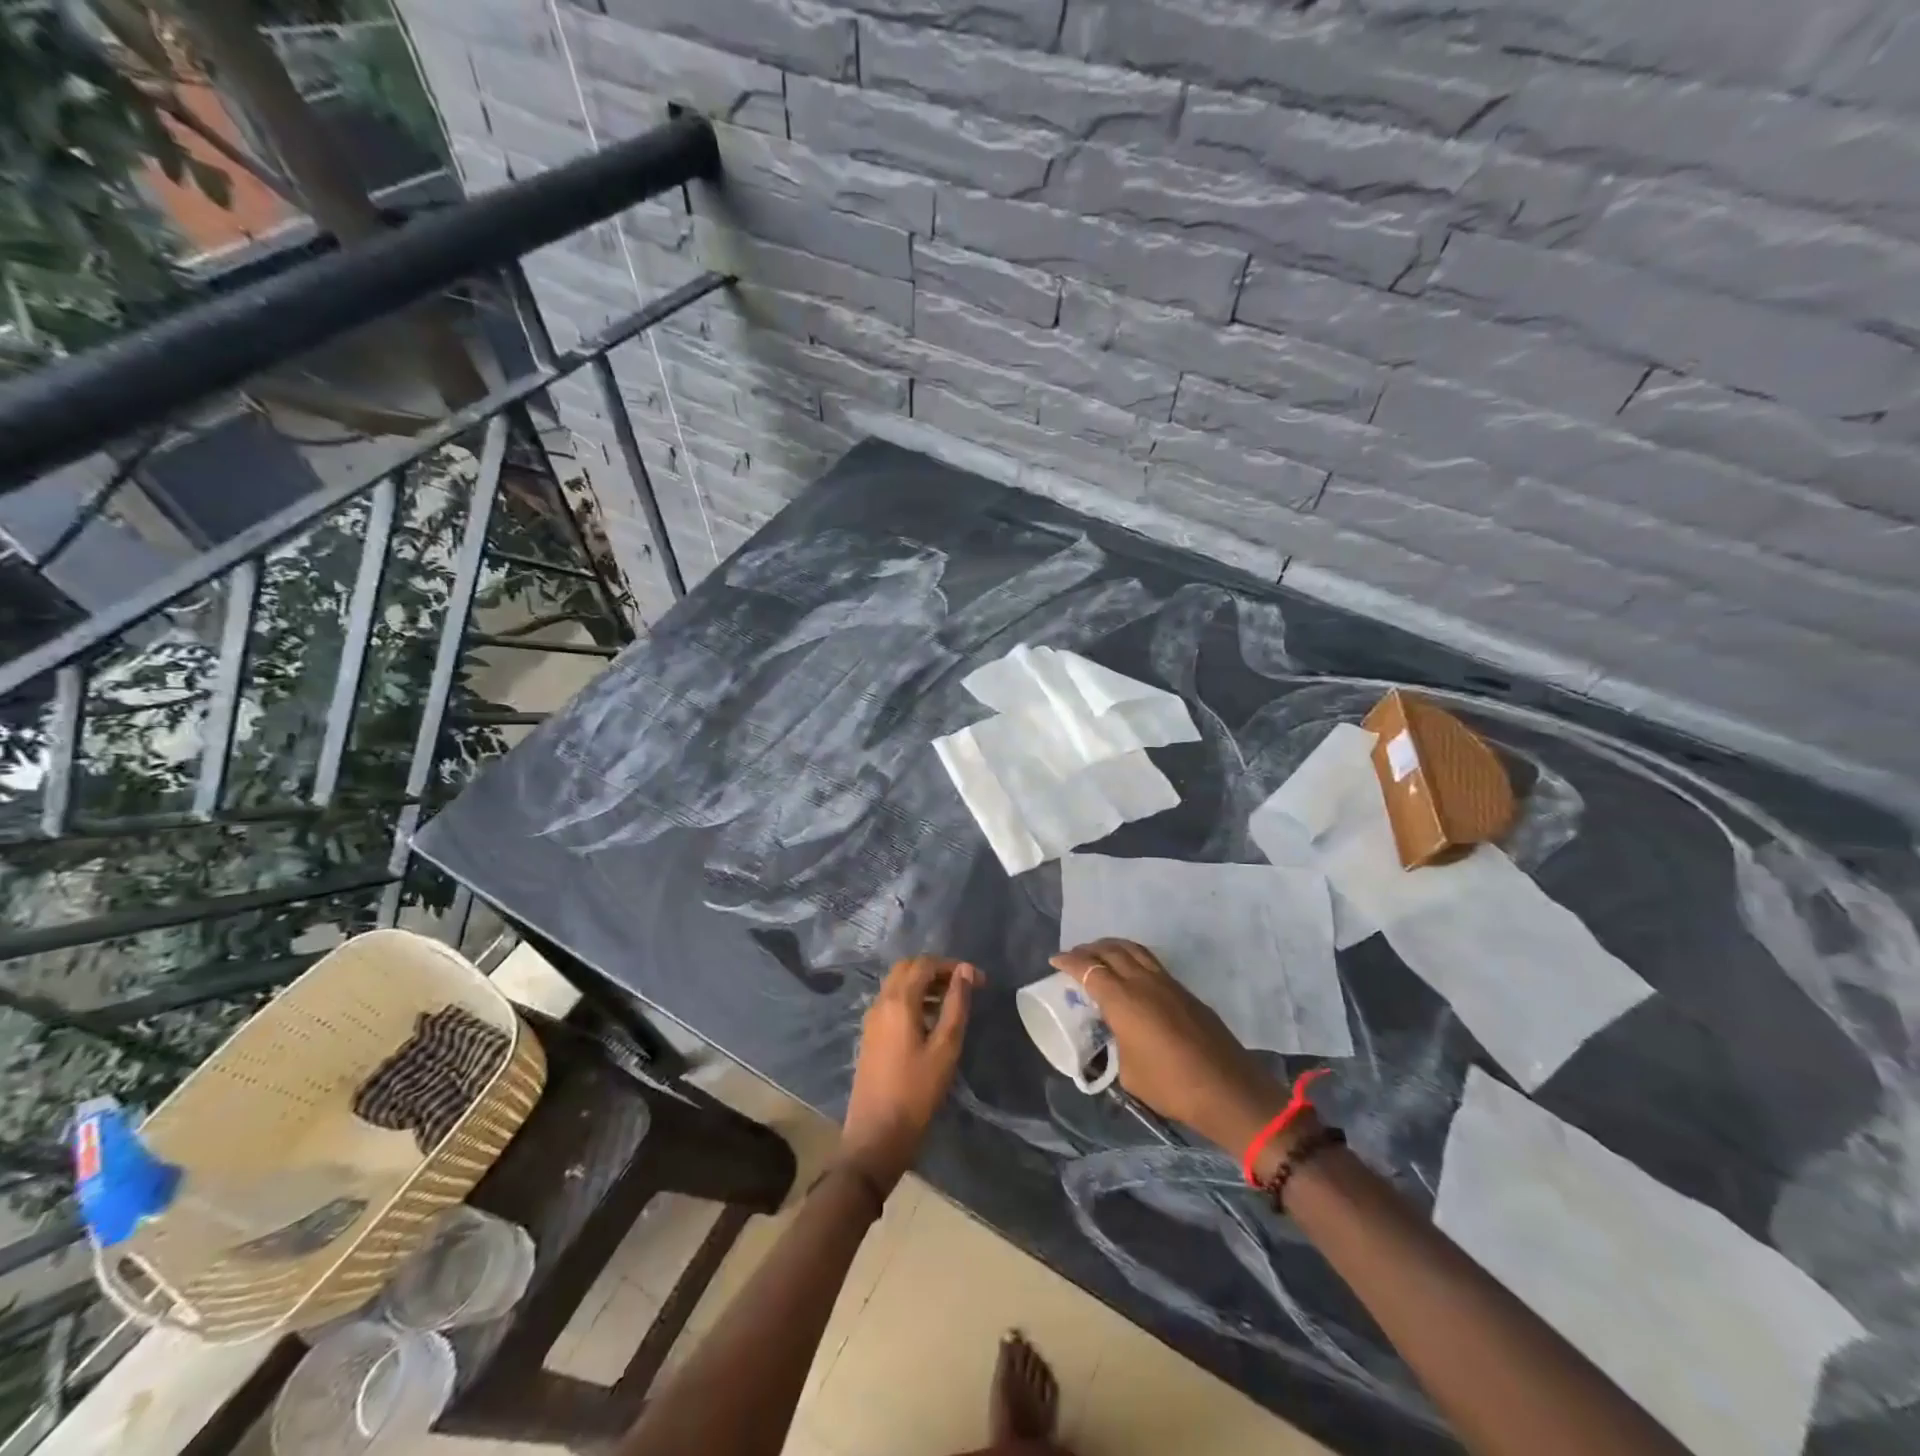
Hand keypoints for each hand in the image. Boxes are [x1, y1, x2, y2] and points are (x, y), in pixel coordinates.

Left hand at [839, 955, 980, 1192]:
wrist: (876, 1135)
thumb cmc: (916, 1092)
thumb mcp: (945, 1048)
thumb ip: (956, 1005)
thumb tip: (964, 971)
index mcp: (898, 1002)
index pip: (924, 964)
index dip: (952, 966)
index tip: (978, 980)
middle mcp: (881, 1003)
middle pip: (907, 969)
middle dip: (936, 970)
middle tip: (962, 986)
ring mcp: (872, 1019)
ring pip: (897, 985)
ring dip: (924, 984)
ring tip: (952, 1003)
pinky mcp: (870, 1035)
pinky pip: (891, 1003)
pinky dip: (912, 1000)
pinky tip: (930, 1022)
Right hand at [1051, 939, 1289, 1156]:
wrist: (1227, 1089)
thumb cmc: (1171, 1085)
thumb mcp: (1128, 1073)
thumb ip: (1116, 1047)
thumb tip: (1116, 1040)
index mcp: (1122, 1000)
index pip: (1089, 969)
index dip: (1069, 962)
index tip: (1054, 961)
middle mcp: (1143, 982)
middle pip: (1111, 951)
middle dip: (1089, 949)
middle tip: (1075, 956)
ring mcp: (1167, 983)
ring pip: (1134, 950)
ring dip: (1112, 947)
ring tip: (1100, 953)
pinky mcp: (1185, 992)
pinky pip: (1151, 962)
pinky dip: (1133, 957)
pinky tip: (1131, 971)